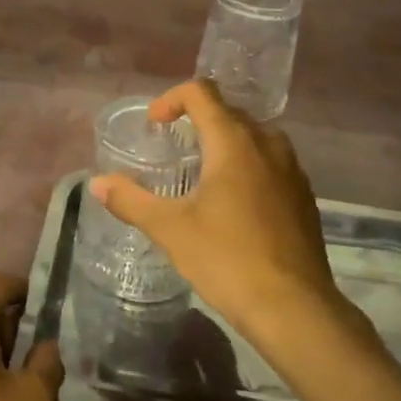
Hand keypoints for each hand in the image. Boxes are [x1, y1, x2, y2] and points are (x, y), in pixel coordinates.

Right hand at [89, 80, 341, 337]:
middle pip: (229, 112)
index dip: (172, 99)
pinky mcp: (304, 196)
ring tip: (202, 175)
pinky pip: (271, 164)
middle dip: (197, 122)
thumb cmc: (227, 259)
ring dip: (225, 144)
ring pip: (254, 138)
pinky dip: (248, 167)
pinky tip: (234, 205)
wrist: (294, 308)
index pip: (202, 93)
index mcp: (234, 142)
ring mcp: (292, 170)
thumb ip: (131, 201)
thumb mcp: (170, 230)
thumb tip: (96, 183)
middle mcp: (268, 144)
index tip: (155, 125)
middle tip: (173, 149)